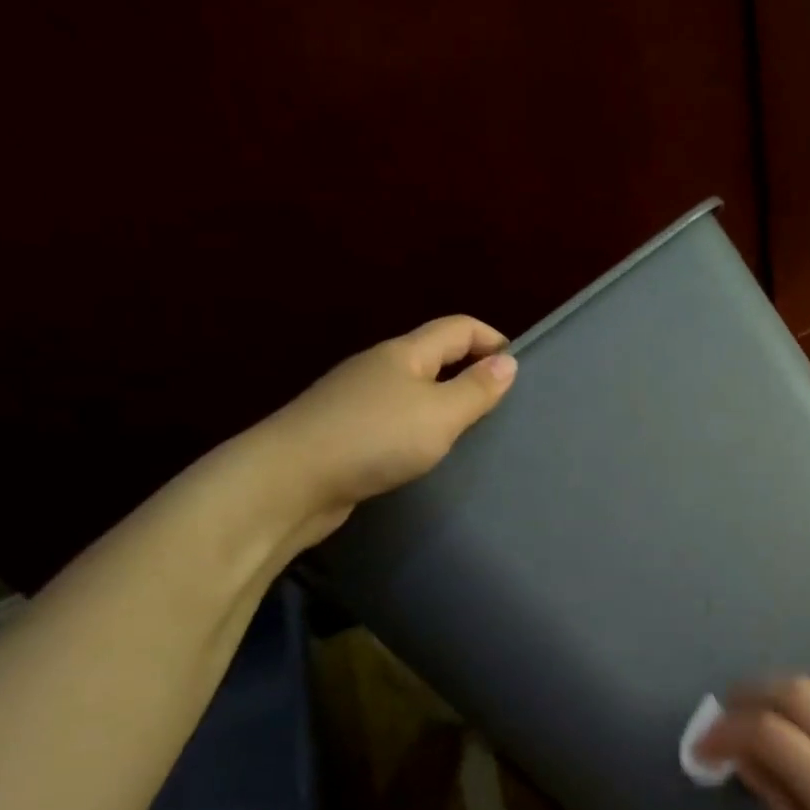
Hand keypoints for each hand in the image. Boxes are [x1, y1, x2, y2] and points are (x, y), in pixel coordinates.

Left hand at [254, 315, 516, 543]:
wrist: (289, 481)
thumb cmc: (374, 438)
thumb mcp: (439, 414)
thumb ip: (476, 390)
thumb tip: (508, 362)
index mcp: (404, 354)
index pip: (458, 328)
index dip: (492, 339)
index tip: (520, 371)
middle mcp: (379, 368)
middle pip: (435, 357)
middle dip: (471, 373)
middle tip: (503, 408)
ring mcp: (357, 401)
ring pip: (414, 391)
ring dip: (445, 404)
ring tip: (472, 436)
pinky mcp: (345, 434)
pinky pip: (395, 421)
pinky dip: (420, 430)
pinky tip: (427, 457)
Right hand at [698, 676, 809, 809]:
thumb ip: (778, 806)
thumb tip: (744, 761)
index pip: (769, 732)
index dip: (725, 734)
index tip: (698, 752)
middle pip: (797, 692)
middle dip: (749, 696)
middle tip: (720, 722)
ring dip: (781, 689)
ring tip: (753, 716)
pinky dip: (809, 697)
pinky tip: (793, 725)